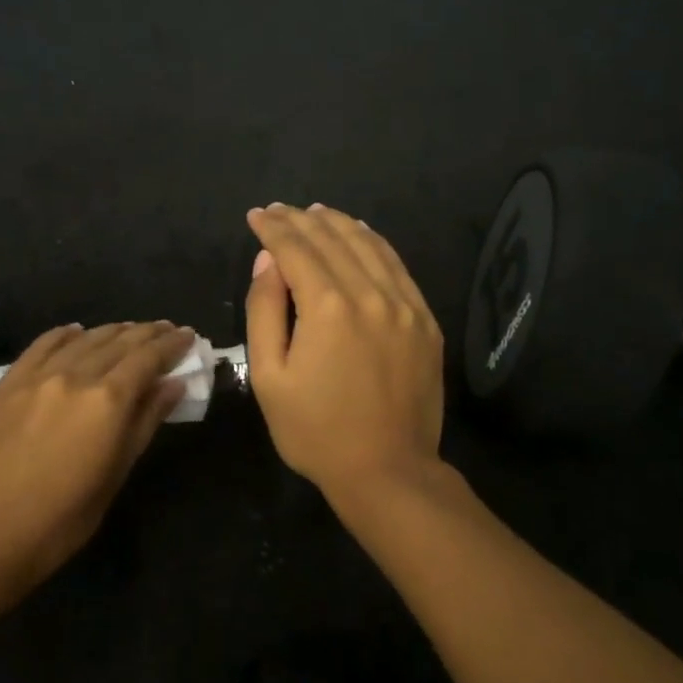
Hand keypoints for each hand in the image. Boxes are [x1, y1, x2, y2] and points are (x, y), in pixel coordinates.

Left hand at [0, 320, 194, 599]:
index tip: (188, 335)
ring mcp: (37, 376)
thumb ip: (145, 422)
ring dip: (112, 331)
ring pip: (83, 339)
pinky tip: (76, 332)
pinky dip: (65, 335)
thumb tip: (173, 384)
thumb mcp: (116, 474)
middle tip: (167, 329)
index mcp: (108, 401)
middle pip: (119, 342)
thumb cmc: (63, 518)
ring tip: (130, 330)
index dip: (171, 344)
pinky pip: (42, 346)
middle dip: (147, 333)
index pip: (148, 357)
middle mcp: (75, 376)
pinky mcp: (7, 383)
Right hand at [245, 203, 443, 500]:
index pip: (296, 249)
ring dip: (339, 224)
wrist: (387, 471)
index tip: (257, 216)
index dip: (273, 228)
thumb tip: (267, 262)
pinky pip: (398, 267)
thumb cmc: (316, 431)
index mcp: (327, 307)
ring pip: (369, 246)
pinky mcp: (425, 321)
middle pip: (333, 239)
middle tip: (280, 211)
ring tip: (317, 213)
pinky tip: (362, 236)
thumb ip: (265, 311)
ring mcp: (405, 306)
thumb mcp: (269, 378)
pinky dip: (375, 244)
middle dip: (302, 220)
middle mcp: (370, 294)